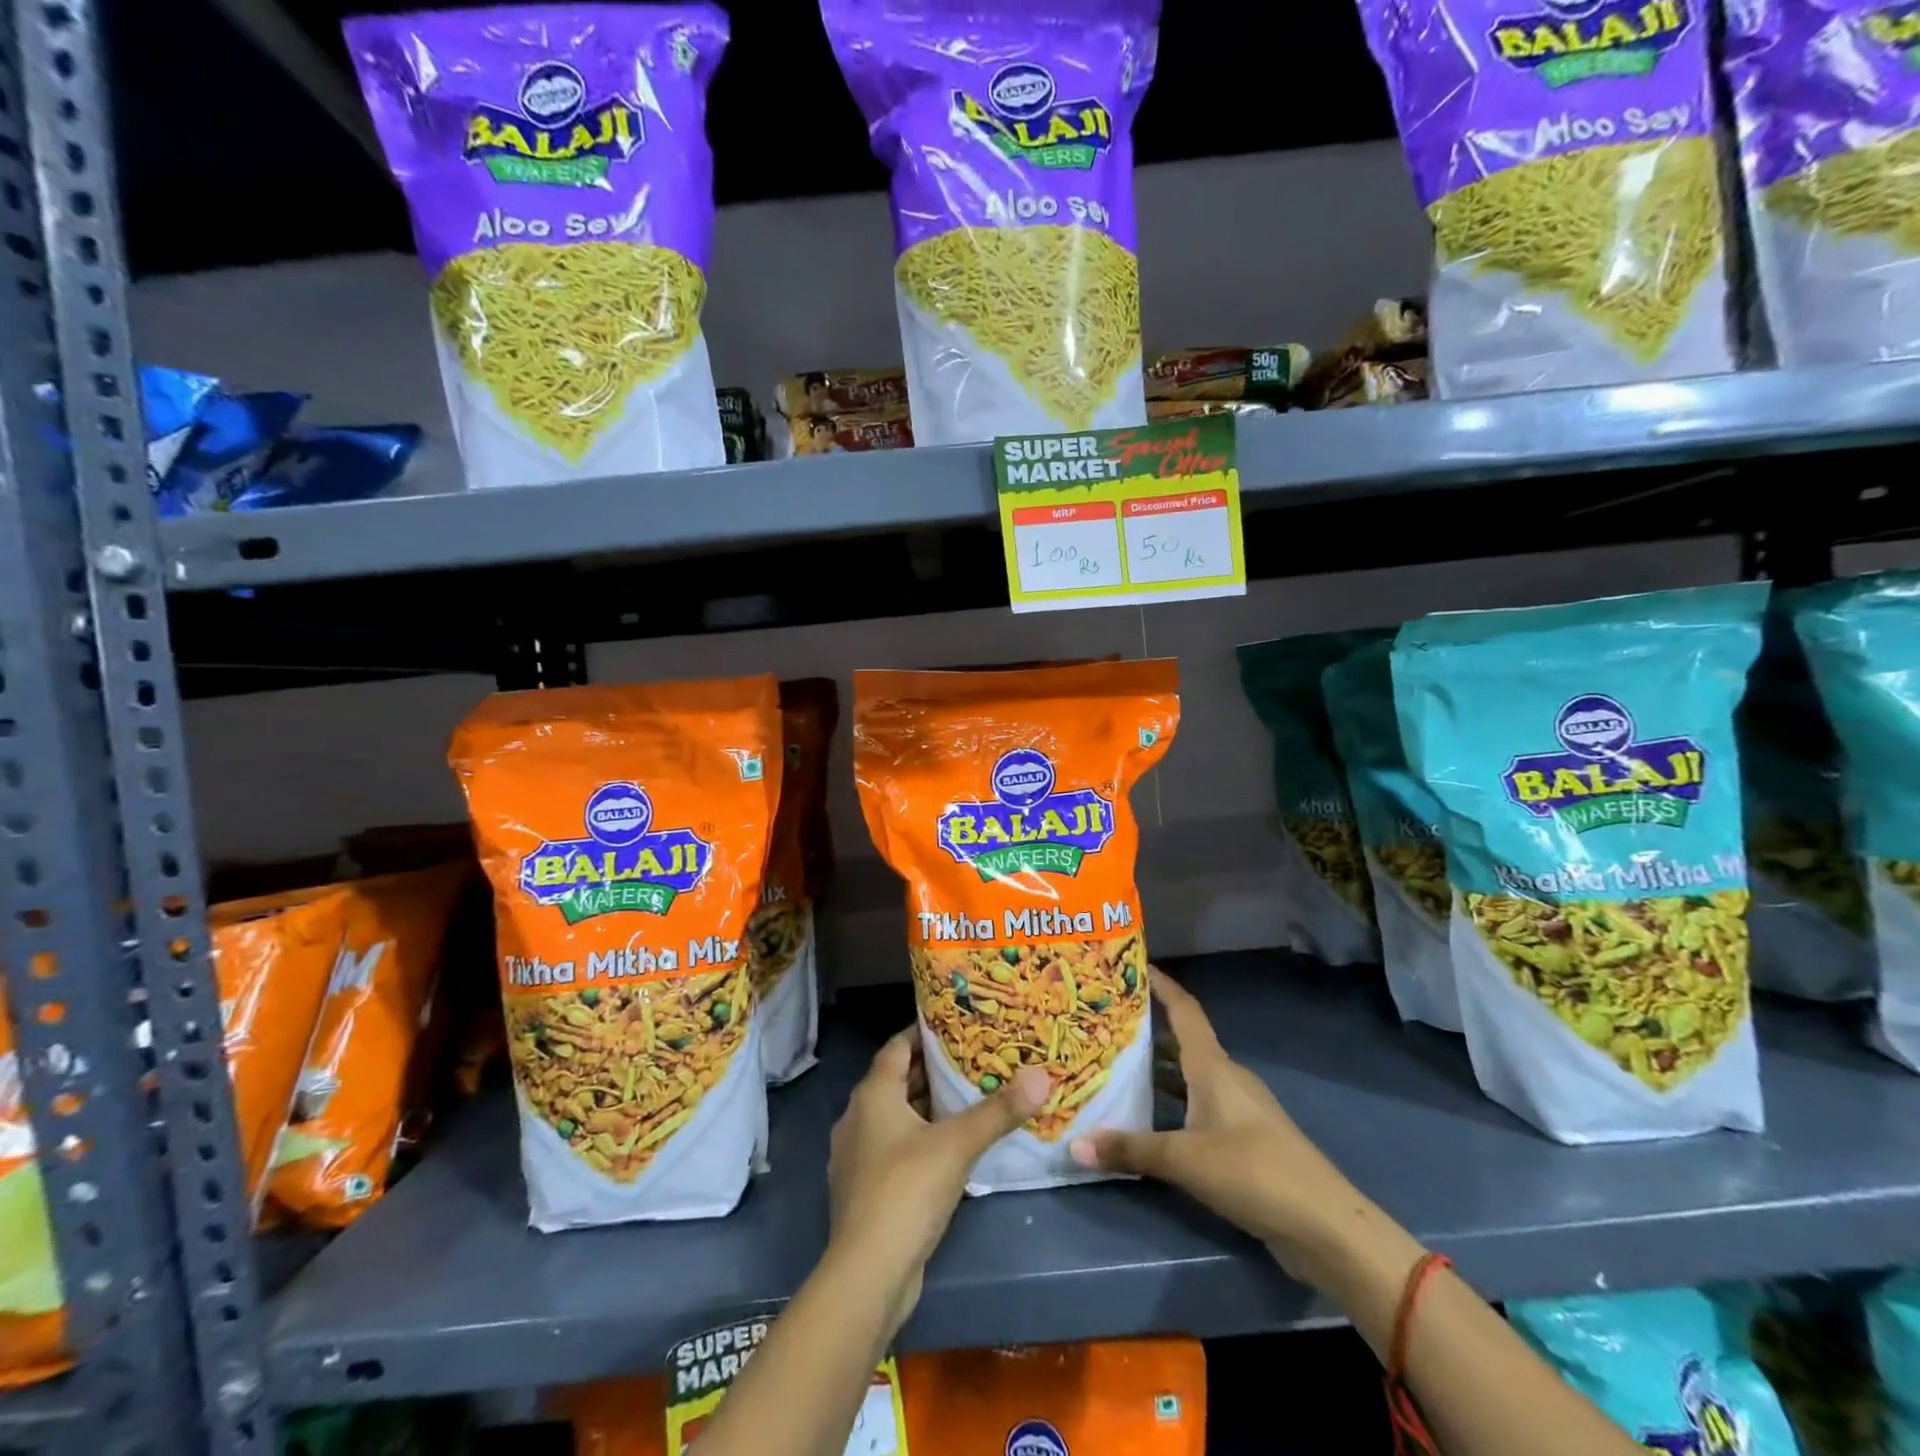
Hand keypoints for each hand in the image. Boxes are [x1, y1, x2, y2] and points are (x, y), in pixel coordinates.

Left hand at [827, 1029, 1049, 1328]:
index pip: (898, 1046)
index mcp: (873, 1095)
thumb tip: (1040, 1076)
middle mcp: (858, 1117)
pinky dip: (920, 1140)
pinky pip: (895, 1149)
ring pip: (897, 1117)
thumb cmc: (907, 1191)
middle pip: (898, 1081)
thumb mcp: (958, 1145)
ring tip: (969, 1099)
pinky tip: (950, 1149)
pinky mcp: (865, 1190)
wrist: (867, 1275)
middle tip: (975, 1060)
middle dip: (934, 1071)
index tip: (958, 1024)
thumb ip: (998, 1111)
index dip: (925, 1032)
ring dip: (928, 1107)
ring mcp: (857, 1156)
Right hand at [1070, 972, 1362, 1277]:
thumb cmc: (1253, 1171)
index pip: (1185, 1011)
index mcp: (1213, 1066)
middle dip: (1147, 1030)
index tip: (1134, 966)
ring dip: (1157, 1070)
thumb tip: (1074, 1146)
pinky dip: (1172, 1104)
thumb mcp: (1184, 1160)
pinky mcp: (1245, 1140)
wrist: (1325, 1226)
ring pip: (1189, 1076)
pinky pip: (1198, 1106)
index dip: (1162, 985)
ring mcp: (1239, 1109)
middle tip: (1105, 1024)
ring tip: (1115, 1067)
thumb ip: (1130, 1150)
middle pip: (1183, 1042)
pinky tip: (1148, 1120)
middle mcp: (1226, 1078)